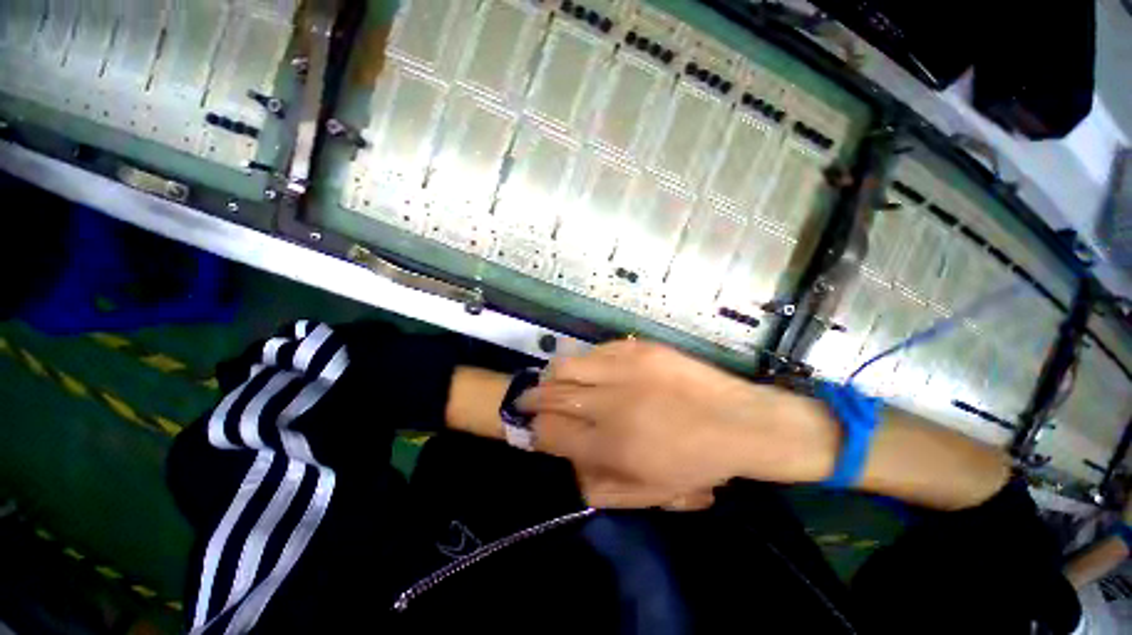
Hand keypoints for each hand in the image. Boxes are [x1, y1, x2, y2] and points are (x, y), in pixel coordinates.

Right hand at [445, 363, 713, 510]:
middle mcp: (607, 403)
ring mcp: (623, 369)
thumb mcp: (649, 493)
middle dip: (532, 399)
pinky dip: (586, 361)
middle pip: (550, 395)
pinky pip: (596, 351)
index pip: (548, 431)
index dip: (536, 429)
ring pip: (566, 366)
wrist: (738, 421)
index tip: (537, 427)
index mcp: (608, 445)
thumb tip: (571, 466)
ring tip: (554, 380)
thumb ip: (602, 487)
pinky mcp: (638, 349)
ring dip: (553, 376)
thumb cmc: (696, 463)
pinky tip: (591, 367)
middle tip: (529, 399)